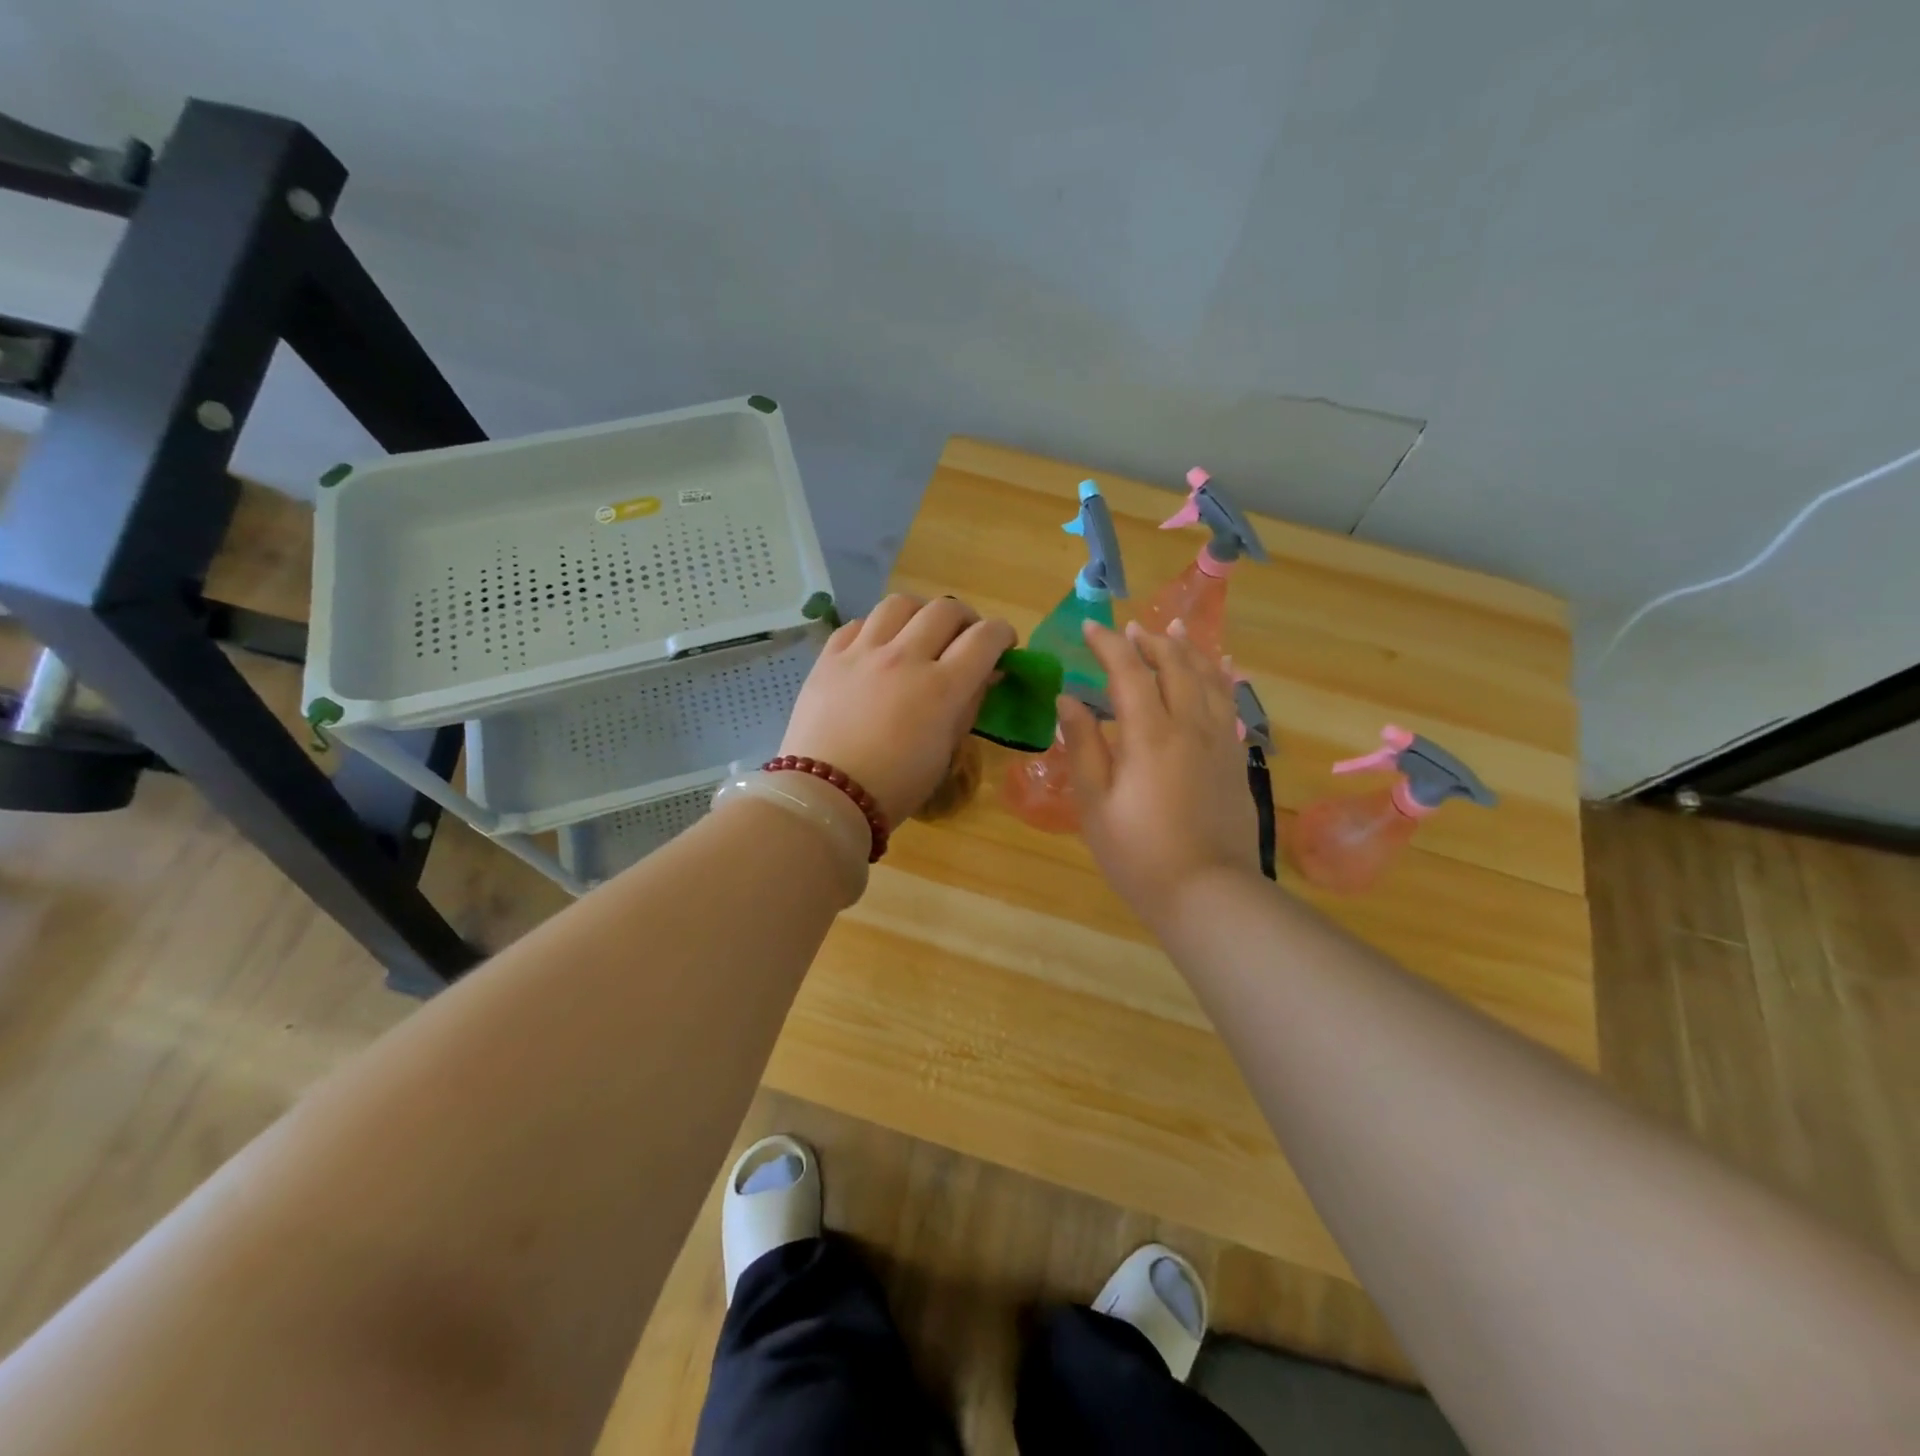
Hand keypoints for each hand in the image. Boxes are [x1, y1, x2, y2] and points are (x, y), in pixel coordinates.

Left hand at [780, 594, 1015, 823]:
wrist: (825, 795)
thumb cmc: (895, 786)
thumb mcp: (945, 751)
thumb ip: (968, 706)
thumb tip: (983, 676)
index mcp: (942, 687)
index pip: (985, 637)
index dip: (1002, 635)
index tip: (1003, 646)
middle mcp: (904, 657)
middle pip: (945, 608)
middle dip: (966, 619)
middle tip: (964, 639)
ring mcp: (863, 653)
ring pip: (900, 603)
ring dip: (920, 613)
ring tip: (919, 633)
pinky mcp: (829, 657)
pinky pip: (858, 623)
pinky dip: (877, 628)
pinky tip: (878, 647)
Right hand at [1057, 619, 1260, 922]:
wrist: (1208, 892)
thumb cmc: (1138, 853)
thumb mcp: (1095, 804)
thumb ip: (1083, 746)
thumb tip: (1068, 700)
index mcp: (1150, 735)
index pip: (1128, 672)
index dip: (1109, 645)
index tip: (1091, 628)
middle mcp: (1190, 726)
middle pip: (1174, 666)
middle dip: (1150, 641)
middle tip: (1130, 629)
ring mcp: (1220, 740)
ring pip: (1208, 678)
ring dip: (1188, 649)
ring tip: (1175, 630)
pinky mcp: (1237, 758)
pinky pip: (1231, 702)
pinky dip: (1220, 677)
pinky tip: (1220, 669)